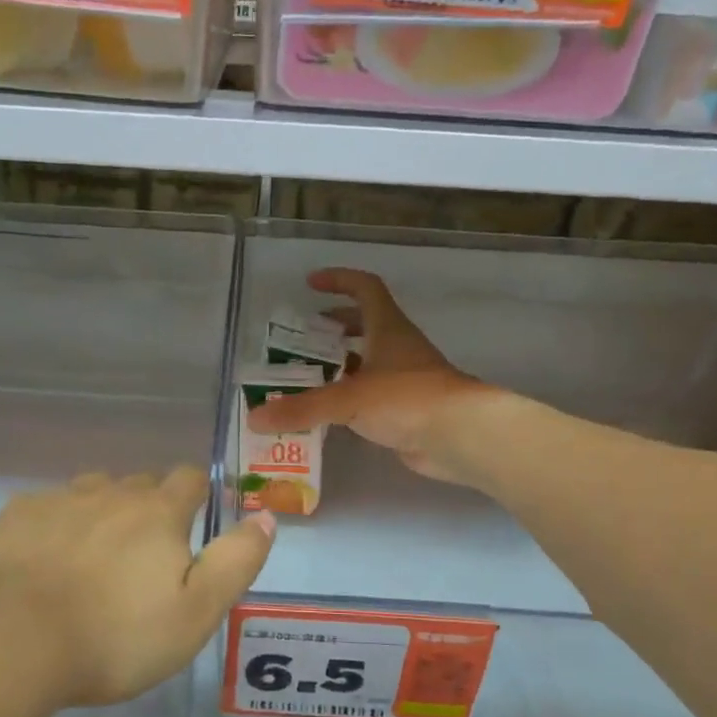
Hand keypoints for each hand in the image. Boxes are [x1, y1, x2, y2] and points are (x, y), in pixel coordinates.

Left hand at [0, 467, 275, 709]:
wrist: (7, 643)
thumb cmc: (114, 636)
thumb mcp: (196, 612)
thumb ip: (236, 561)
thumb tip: (266, 517)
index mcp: (155, 513)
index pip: (188, 479)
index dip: (196, 494)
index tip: (191, 521)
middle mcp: (105, 494)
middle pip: (135, 483)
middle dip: (145, 506)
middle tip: (141, 553)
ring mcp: (51, 503)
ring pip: (84, 494)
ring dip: (95, 514)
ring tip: (89, 557)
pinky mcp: (6, 522)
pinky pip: (35, 514)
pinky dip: (44, 532)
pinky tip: (35, 567)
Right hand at [247, 268, 494, 485]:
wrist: (461, 436)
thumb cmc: (406, 399)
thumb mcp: (348, 399)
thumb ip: (302, 407)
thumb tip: (255, 418)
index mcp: (387, 329)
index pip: (365, 288)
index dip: (339, 280)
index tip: (311, 284)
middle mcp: (397, 348)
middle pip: (366, 324)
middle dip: (335, 327)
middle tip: (304, 338)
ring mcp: (405, 379)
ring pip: (368, 363)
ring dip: (340, 366)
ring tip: (306, 378)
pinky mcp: (406, 410)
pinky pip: (371, 396)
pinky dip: (349, 398)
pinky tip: (327, 413)